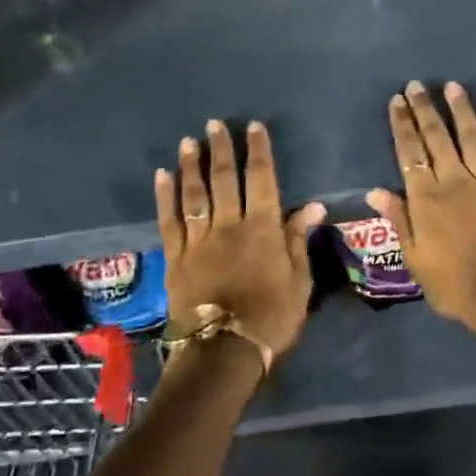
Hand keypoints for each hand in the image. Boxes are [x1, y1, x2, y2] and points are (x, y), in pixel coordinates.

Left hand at [156, 121, 323, 368]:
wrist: (224, 351)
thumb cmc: (272, 318)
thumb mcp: (300, 281)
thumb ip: (299, 240)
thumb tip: (312, 205)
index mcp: (263, 229)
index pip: (263, 180)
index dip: (259, 151)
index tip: (253, 127)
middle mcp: (229, 226)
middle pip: (225, 179)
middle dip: (222, 149)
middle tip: (215, 124)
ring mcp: (198, 241)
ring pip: (194, 194)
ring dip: (191, 166)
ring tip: (189, 142)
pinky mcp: (176, 258)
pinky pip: (169, 221)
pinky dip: (165, 197)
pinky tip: (162, 176)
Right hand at [367, 82, 475, 330]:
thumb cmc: (452, 284)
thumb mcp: (414, 258)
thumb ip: (399, 219)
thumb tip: (376, 190)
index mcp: (425, 198)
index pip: (410, 152)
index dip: (402, 124)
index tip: (397, 101)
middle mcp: (454, 180)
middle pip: (436, 137)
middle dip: (424, 108)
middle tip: (416, 85)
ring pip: (471, 136)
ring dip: (460, 109)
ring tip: (452, 86)